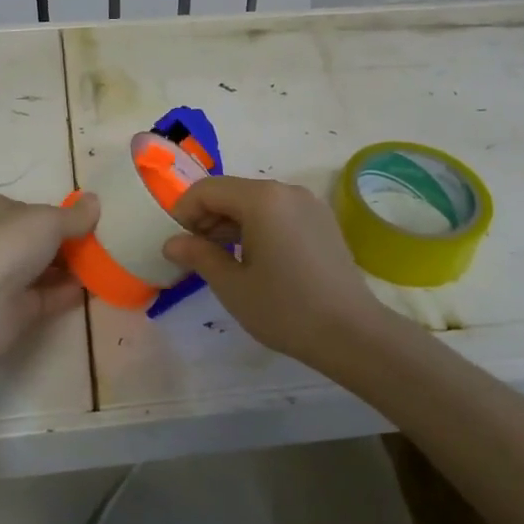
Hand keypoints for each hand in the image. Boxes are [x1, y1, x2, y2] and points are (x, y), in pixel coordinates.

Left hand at [0, 192, 98, 359]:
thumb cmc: (8, 245)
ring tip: (107, 265)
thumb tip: (95, 201)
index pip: (30, 208)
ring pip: (45, 269)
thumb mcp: (48, 220)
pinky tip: (96, 288)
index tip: (89, 219)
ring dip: (73, 268)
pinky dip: (70, 292)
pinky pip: (49, 296)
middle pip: (39, 240)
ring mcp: (5, 277)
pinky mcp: (15, 308)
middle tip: (104, 243)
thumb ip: (75, 215)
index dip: (58, 213)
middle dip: (70, 242)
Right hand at [164, 176, 390, 367]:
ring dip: (231, 224)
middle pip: (232, 192)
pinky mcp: (322, 221)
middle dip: (207, 218)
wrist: (352, 333)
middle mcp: (286, 190)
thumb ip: (198, 256)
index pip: (207, 190)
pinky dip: (258, 227)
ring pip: (256, 203)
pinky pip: (279, 213)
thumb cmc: (285, 308)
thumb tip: (171, 242)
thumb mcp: (232, 285)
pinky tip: (255, 261)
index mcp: (262, 199)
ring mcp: (309, 204)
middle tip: (196, 256)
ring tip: (222, 261)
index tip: (178, 245)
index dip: (184, 212)